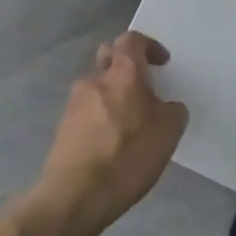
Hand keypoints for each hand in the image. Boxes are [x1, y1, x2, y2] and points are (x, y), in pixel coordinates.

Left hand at [36, 32, 188, 229]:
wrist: (76, 195)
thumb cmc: (129, 156)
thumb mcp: (169, 132)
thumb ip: (172, 110)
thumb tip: (165, 107)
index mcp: (123, 74)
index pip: (131, 40)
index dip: (149, 46)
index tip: (162, 64)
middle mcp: (94, 81)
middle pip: (108, 57)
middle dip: (126, 65)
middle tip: (144, 87)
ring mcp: (74, 105)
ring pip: (97, 87)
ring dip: (114, 95)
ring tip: (130, 123)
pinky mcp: (63, 128)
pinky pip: (87, 111)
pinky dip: (102, 117)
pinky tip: (113, 143)